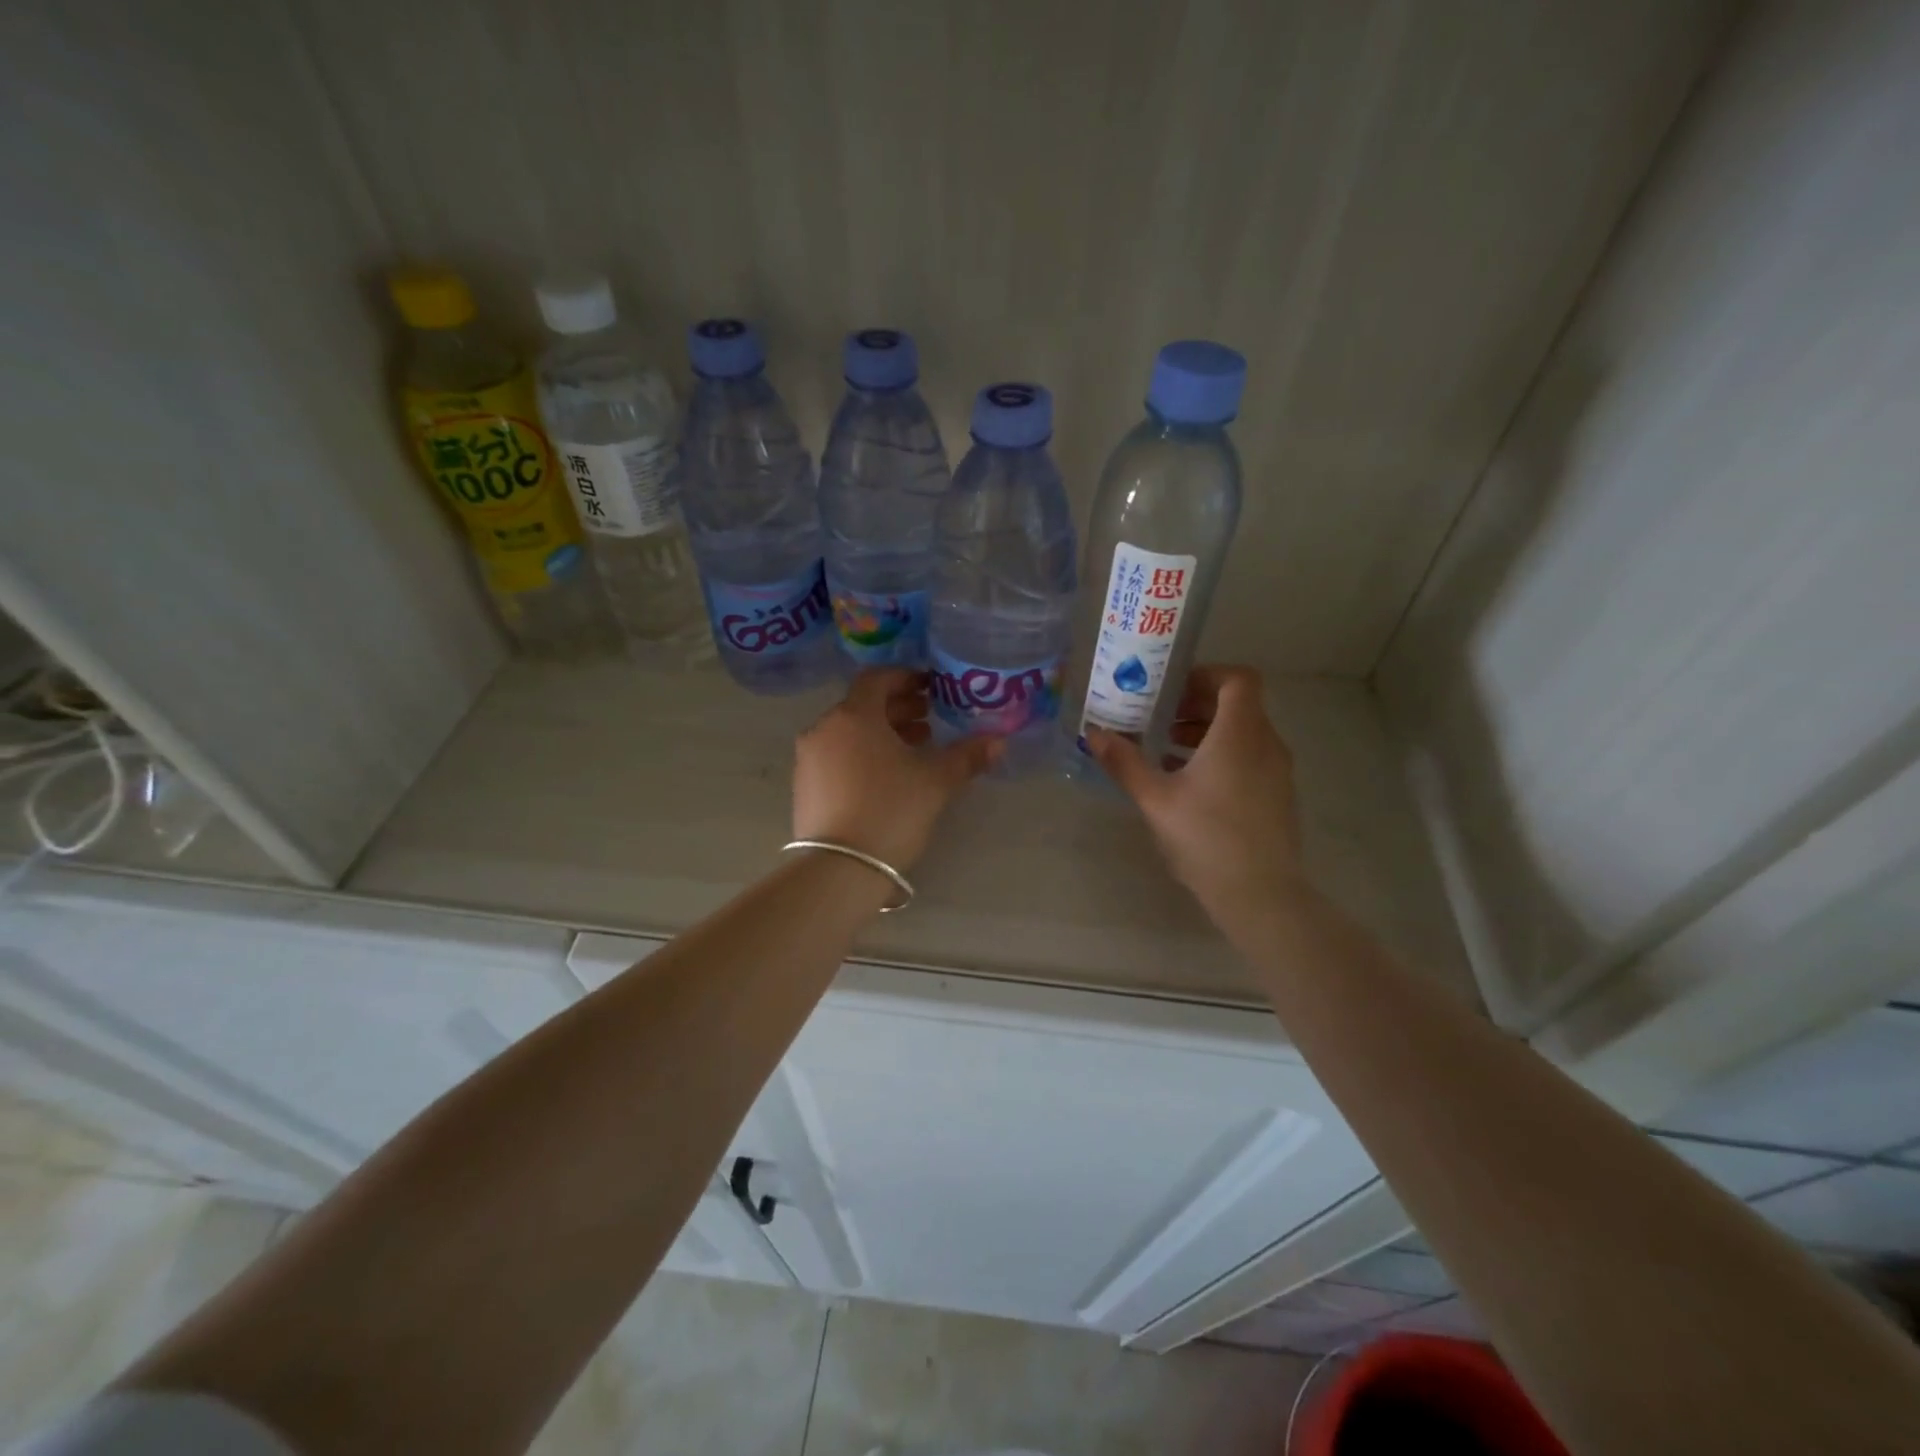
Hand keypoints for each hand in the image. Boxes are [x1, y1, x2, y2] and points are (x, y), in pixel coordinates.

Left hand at [793, 669, 999, 871]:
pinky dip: (862, 754)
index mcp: (854, 716)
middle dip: (897, 709)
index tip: (931, 688)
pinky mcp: (804, 786)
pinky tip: (886, 777)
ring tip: (914, 749)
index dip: (906, 678)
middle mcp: (824, 729)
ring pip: (849, 732)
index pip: (877, 678)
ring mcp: (809, 759)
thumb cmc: (890, 810)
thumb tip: (998, 741)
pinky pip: (836, 755)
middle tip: (928, 720)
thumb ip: (967, 756)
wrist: (839, 869)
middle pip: (862, 705)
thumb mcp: (936, 782)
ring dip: (881, 733)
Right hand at [1086, 665, 1306, 927]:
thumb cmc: (1206, 837)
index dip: (1205, 675)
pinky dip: (1221, 755)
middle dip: (1197, 705)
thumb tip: (1094, 733)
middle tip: (1158, 717)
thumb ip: (1125, 762)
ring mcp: (1277, 771)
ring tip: (1166, 749)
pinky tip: (1188, 782)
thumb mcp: (1156, 798)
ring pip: (1244, 733)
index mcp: (1239, 734)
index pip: (1238, 679)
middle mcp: (1266, 744)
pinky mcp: (1277, 795)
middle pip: (1238, 705)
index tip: (1171, 691)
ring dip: (1206, 732)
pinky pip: (1250, 757)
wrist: (1261, 894)